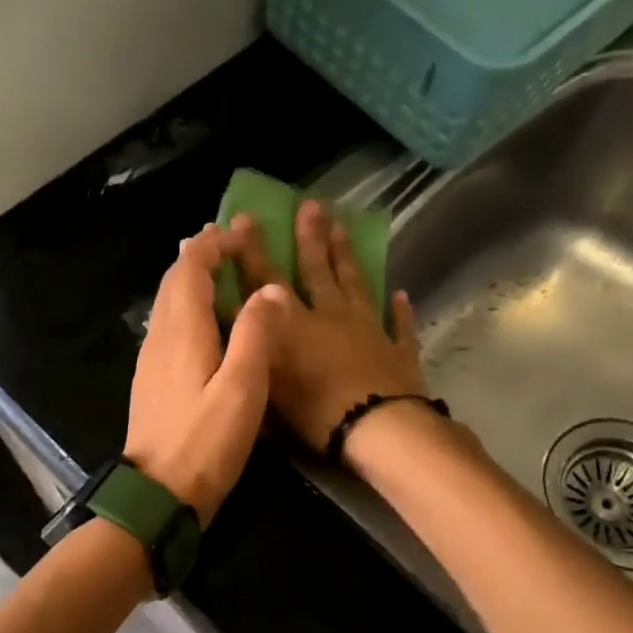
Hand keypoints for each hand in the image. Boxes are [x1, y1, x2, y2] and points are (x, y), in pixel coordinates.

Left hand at [124, 223, 284, 523]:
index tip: (240, 234)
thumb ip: (256, 334)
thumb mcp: (242, 388)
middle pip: (174, 281)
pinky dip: (185, 307)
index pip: (191, 269)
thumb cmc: (205, 442)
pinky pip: (166, 327)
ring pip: (167, 304)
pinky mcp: (151, 382)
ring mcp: (150, 361)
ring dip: (189, 279)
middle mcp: (160, 338)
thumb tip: (269, 289)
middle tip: (228, 242)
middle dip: (199, 254)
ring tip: (216, 271)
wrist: (157, 495)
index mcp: (182, 331)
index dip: (214, 246)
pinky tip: (202, 322)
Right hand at [229, 199, 428, 453]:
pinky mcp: (398, 351)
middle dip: (311, 237)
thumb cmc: (317, 411)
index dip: (254, 251)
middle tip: (311, 204)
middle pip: (318, 271)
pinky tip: (401, 294)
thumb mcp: (270, 378)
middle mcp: (332, 317)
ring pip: (356, 285)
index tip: (247, 218)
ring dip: (347, 257)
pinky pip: (400, 325)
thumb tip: (232, 308)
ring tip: (343, 227)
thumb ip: (253, 341)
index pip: (268, 281)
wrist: (378, 428)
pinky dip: (400, 310)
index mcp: (297, 326)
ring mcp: (370, 330)